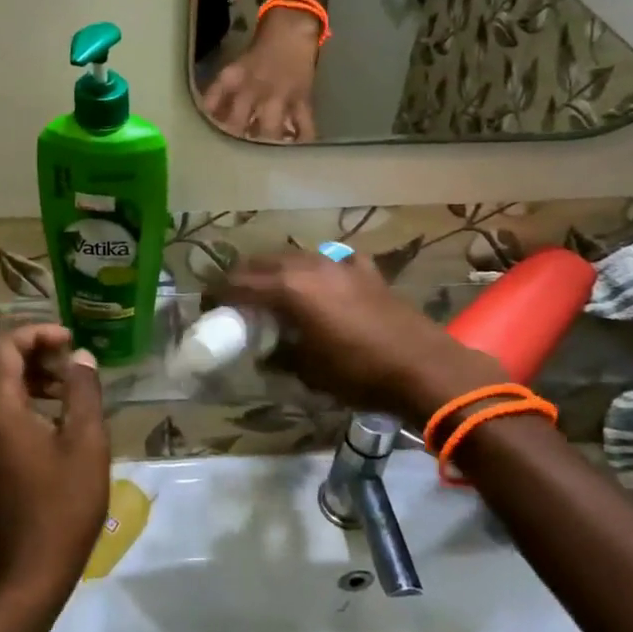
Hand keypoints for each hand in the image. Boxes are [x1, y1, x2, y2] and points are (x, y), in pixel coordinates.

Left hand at [0, 325, 109, 623]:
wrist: (29, 574)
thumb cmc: (64, 507)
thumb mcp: (86, 444)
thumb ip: (83, 391)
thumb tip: (80, 356)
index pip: (2, 347)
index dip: (36, 333)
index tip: (69, 340)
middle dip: (24, 348)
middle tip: (62, 357)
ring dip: (17, 372)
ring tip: (59, 385)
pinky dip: (8, 396)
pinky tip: (43, 415)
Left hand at [201, 9, 320, 141]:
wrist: (292, 28)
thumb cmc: (260, 48)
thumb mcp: (234, 68)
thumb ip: (221, 93)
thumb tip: (210, 116)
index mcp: (234, 78)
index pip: (211, 104)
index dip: (207, 122)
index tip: (205, 135)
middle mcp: (254, 90)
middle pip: (238, 125)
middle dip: (234, 140)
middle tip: (232, 152)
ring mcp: (279, 96)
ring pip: (269, 131)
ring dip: (264, 144)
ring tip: (262, 154)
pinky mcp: (302, 100)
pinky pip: (303, 126)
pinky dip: (301, 140)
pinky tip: (296, 150)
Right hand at [212, 250, 505, 421]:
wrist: (423, 367)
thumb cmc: (358, 373)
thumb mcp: (308, 371)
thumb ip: (279, 355)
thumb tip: (266, 354)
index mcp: (288, 288)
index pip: (238, 283)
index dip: (219, 294)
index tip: (210, 306)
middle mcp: (309, 266)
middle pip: (263, 263)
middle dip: (244, 278)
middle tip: (236, 300)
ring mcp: (339, 264)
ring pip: (295, 258)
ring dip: (278, 272)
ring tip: (274, 293)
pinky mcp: (365, 270)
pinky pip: (330, 263)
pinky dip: (317, 273)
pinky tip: (322, 288)